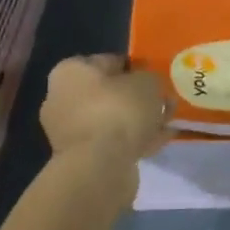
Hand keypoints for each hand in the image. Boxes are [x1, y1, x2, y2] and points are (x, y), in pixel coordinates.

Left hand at [40, 55, 170, 169]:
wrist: (99, 168)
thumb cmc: (119, 111)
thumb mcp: (147, 82)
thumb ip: (150, 78)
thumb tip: (148, 85)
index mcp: (71, 72)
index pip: (108, 61)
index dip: (135, 67)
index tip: (155, 77)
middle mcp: (63, 98)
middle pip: (109, 92)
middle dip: (137, 97)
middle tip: (162, 101)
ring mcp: (69, 132)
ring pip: (112, 119)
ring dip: (137, 120)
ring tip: (166, 122)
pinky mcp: (80, 159)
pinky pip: (111, 142)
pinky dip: (133, 140)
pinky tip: (159, 140)